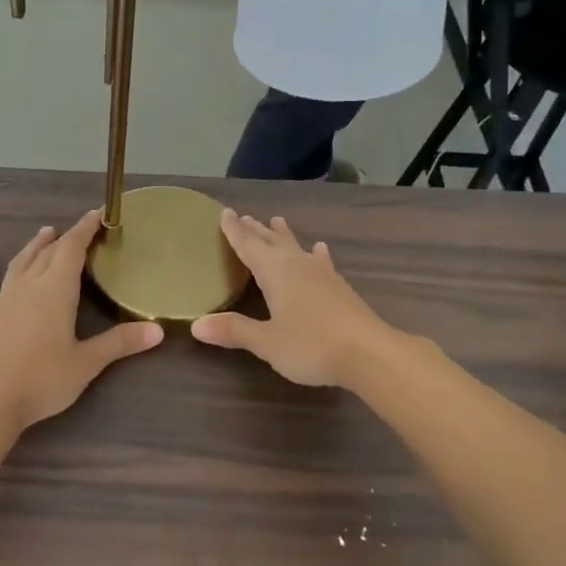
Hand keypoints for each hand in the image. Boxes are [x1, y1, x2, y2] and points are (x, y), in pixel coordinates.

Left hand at [0, 211, 161, 429]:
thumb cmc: (43, 380)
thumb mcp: (87, 363)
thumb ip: (120, 343)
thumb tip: (158, 330)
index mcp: (56, 291)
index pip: (72, 249)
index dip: (85, 230)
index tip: (97, 214)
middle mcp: (29, 287)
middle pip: (48, 254)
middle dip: (65, 238)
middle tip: (79, 229)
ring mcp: (3, 301)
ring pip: (20, 265)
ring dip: (33, 247)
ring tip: (44, 233)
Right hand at [189, 210, 394, 388]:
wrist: (369, 353)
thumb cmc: (311, 345)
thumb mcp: (266, 342)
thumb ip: (234, 330)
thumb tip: (196, 325)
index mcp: (275, 271)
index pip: (248, 245)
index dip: (234, 230)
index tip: (224, 212)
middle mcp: (297, 265)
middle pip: (272, 241)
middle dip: (257, 230)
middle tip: (245, 217)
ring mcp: (322, 274)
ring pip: (297, 247)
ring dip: (284, 235)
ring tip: (278, 221)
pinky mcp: (339, 287)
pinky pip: (320, 261)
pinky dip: (314, 253)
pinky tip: (319, 250)